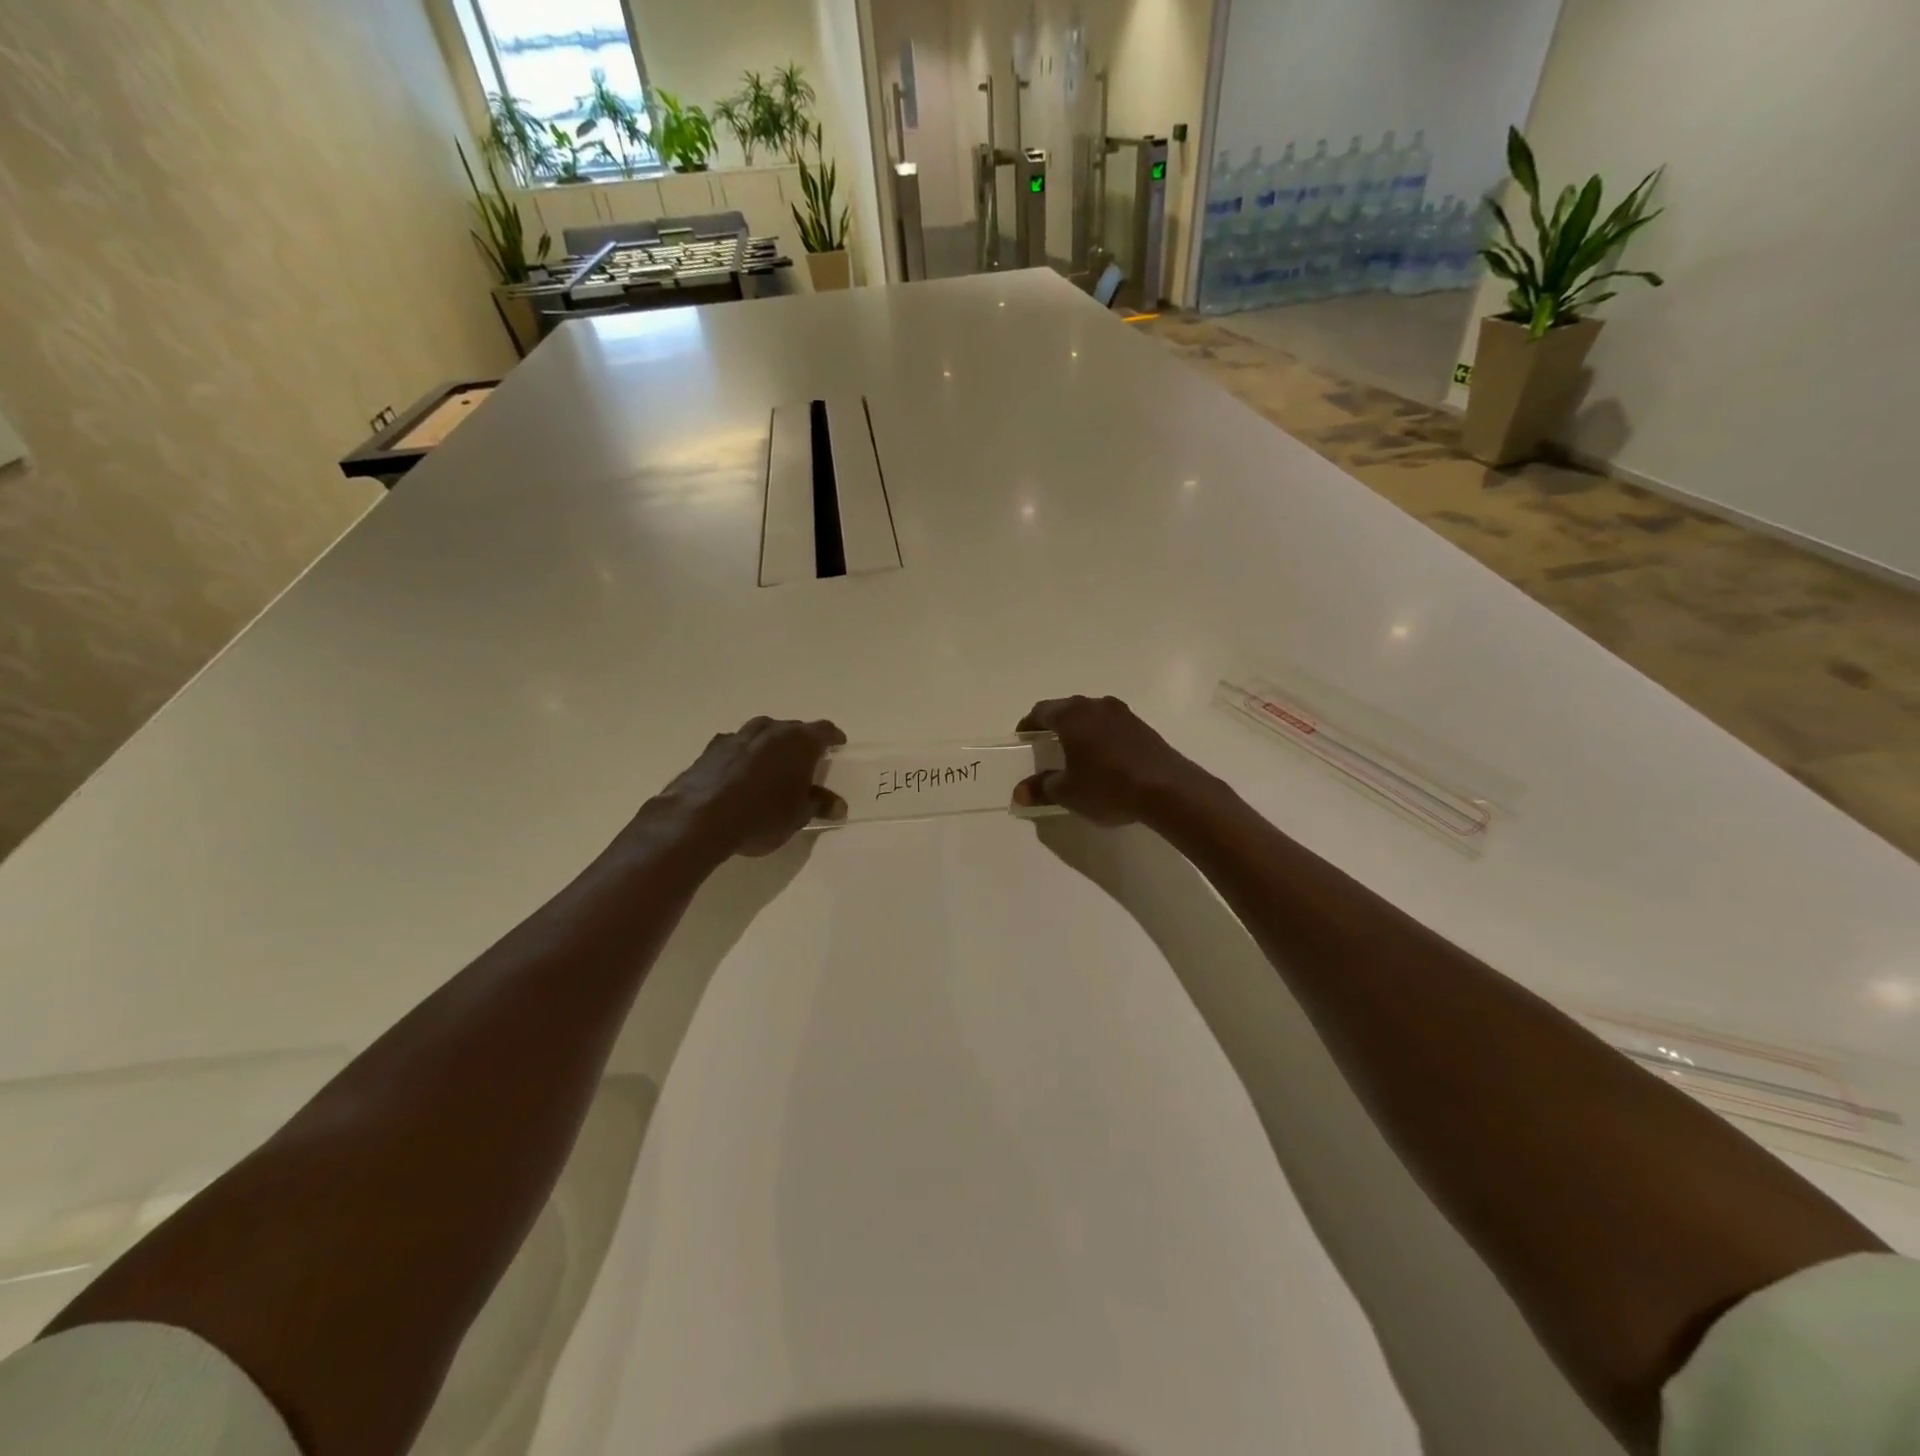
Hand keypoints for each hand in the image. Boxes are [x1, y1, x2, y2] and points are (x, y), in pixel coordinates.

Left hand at [654, 717, 846, 858]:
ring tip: (773, 765)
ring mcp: (738, 736)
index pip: (824, 730)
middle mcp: (771, 730)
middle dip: (801, 742)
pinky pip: (736, 745)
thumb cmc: (762, 816)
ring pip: (763, 732)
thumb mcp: (798, 816)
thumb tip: (838, 805)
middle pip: (793, 728)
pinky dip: (744, 754)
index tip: (838, 745)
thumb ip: (819, 804)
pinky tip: (740, 772)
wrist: (700, 819)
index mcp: (799, 742)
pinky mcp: (711, 748)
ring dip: (770, 744)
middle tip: (806, 761)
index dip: (833, 737)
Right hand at [1012, 696, 1206, 826]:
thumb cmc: (1107, 786)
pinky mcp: (1143, 727)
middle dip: (1054, 726)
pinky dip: (1101, 738)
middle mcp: (1096, 706)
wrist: (1167, 789)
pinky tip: (1103, 760)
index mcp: (1072, 715)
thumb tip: (1019, 792)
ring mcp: (1123, 714)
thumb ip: (1041, 789)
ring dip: (1080, 730)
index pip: (1042, 711)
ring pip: (1091, 716)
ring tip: (1074, 754)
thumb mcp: (1068, 793)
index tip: (1023, 738)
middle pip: (1067, 710)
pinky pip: (1111, 727)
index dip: (1029, 724)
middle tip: (1045, 746)